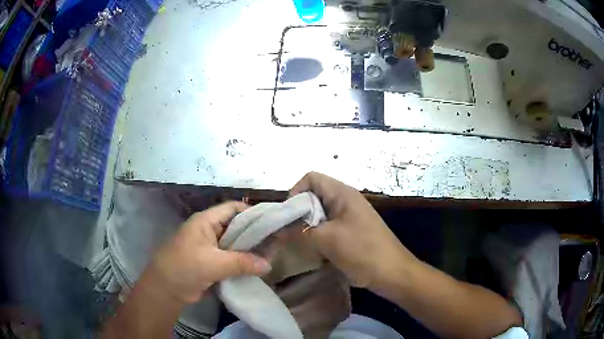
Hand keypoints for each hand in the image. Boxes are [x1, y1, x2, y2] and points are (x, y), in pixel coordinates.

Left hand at [142, 201, 271, 303]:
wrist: (166, 289)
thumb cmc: (185, 267)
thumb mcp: (213, 263)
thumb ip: (242, 263)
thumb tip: (268, 265)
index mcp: (206, 221)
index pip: (232, 208)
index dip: (251, 211)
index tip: (271, 220)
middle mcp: (209, 230)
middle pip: (236, 226)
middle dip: (255, 233)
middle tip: (276, 240)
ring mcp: (210, 247)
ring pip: (235, 244)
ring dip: (250, 249)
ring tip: (271, 254)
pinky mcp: (211, 262)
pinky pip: (231, 258)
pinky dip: (243, 261)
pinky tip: (257, 267)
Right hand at [290, 172, 416, 289]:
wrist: (392, 273)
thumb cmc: (362, 250)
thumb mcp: (327, 239)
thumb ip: (299, 231)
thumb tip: (277, 230)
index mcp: (342, 193)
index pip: (311, 178)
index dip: (295, 192)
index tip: (287, 215)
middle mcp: (345, 200)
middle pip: (313, 196)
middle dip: (298, 212)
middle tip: (288, 232)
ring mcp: (348, 217)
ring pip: (319, 214)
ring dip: (306, 226)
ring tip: (298, 243)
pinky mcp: (350, 232)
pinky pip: (327, 228)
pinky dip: (316, 236)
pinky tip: (313, 251)